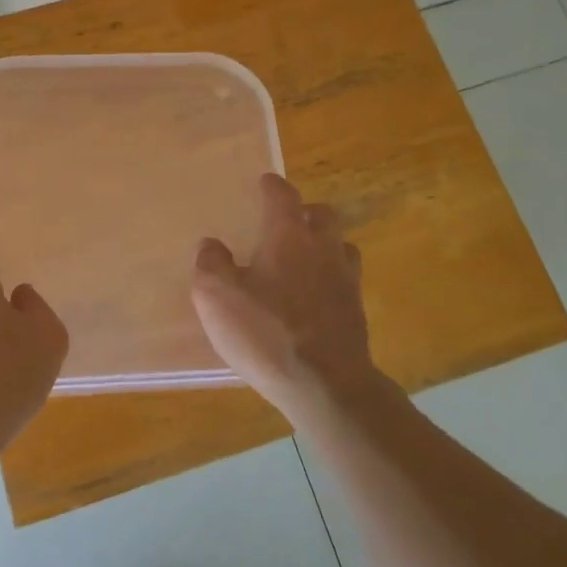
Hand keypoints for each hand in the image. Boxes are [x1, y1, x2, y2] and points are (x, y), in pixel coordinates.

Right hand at [190, 174, 377, 420]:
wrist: (326, 385)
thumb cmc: (266, 332)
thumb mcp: (216, 296)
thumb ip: (210, 264)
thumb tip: (211, 245)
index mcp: (288, 237)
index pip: (283, 197)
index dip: (272, 186)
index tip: (266, 181)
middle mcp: (323, 250)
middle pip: (323, 216)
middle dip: (306, 212)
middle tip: (288, 221)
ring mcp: (346, 282)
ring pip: (342, 247)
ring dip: (325, 245)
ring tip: (305, 259)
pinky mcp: (356, 314)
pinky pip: (346, 282)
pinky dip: (331, 281)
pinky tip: (315, 298)